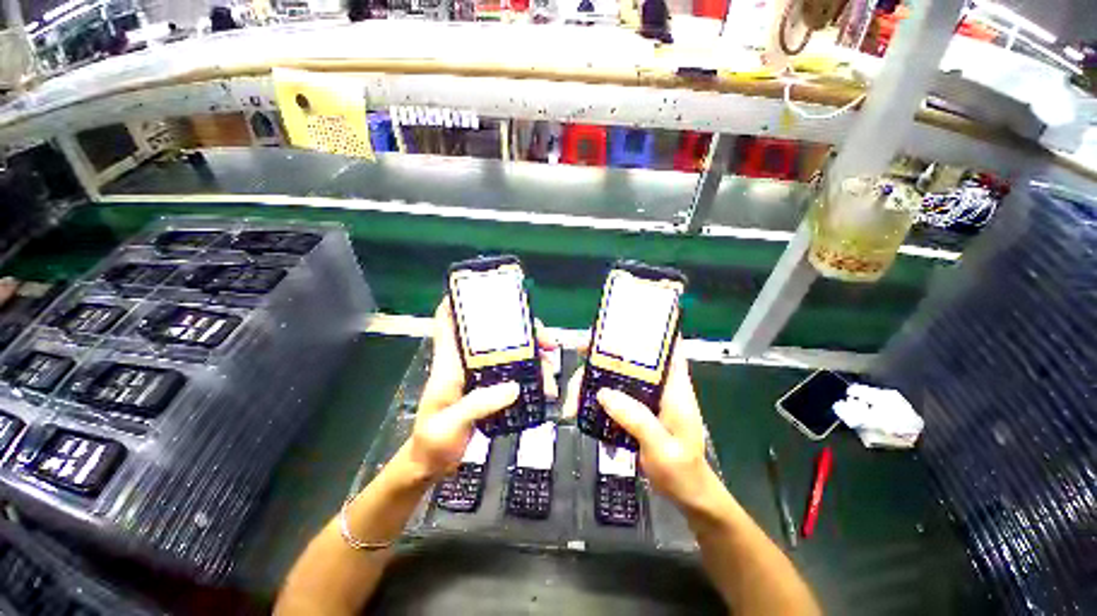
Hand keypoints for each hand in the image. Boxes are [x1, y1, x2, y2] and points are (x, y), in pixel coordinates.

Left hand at [409, 298, 559, 479]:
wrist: (431, 464)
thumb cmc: (432, 442)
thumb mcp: (451, 424)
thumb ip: (479, 404)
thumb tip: (514, 387)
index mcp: (449, 363)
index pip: (448, 321)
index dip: (460, 302)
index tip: (485, 291)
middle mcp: (465, 363)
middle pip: (493, 335)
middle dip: (521, 331)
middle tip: (547, 341)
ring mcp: (479, 375)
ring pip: (508, 352)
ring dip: (532, 354)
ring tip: (551, 366)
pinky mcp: (489, 388)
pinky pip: (513, 373)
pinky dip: (530, 374)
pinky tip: (545, 386)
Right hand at [563, 344, 718, 510]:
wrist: (687, 495)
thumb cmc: (682, 471)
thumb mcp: (662, 447)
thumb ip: (636, 419)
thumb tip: (604, 393)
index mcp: (675, 388)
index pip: (667, 349)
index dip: (647, 332)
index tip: (622, 325)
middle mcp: (659, 387)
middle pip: (630, 360)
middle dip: (604, 355)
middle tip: (580, 356)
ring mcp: (645, 399)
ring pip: (616, 377)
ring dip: (593, 381)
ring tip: (572, 400)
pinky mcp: (635, 410)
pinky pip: (612, 396)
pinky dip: (594, 398)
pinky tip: (579, 409)